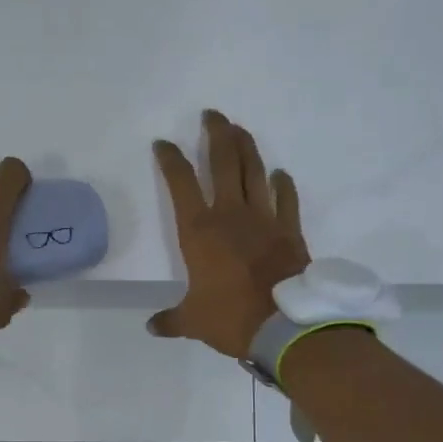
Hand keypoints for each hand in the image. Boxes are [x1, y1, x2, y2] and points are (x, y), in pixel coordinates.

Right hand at [149, 111, 309, 358]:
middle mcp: (230, 214)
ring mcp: (264, 219)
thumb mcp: (193, 321)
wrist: (284, 326)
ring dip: (246, 147)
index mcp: (199, 231)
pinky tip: (279, 174)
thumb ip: (171, 320)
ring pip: (254, 171)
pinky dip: (283, 184)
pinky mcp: (290, 230)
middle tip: (212, 115)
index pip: (180, 183)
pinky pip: (286, 199)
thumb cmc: (231, 318)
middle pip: (223, 162)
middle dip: (216, 134)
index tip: (163, 143)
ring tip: (240, 129)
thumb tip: (153, 327)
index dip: (170, 159)